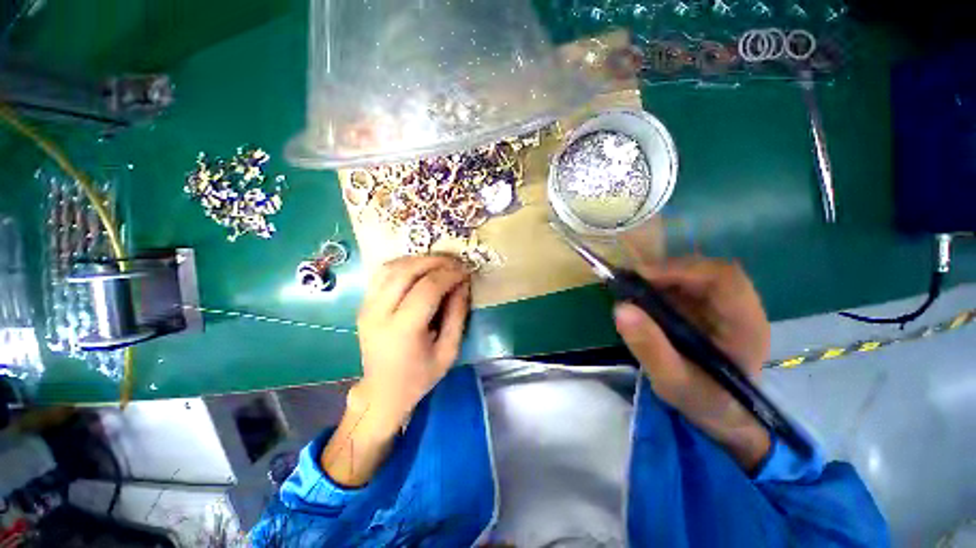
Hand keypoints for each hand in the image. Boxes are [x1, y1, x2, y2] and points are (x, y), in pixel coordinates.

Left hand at [355, 255, 470, 432]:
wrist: (382, 391)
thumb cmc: (420, 376)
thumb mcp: (449, 351)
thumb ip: (457, 315)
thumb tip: (463, 284)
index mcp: (403, 330)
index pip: (427, 289)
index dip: (449, 275)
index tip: (465, 271)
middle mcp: (379, 314)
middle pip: (407, 272)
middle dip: (435, 261)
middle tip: (455, 262)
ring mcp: (366, 307)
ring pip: (392, 267)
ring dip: (419, 260)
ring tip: (440, 263)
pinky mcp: (363, 304)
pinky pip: (382, 273)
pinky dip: (403, 264)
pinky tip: (419, 268)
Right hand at [613, 257, 771, 470]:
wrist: (721, 415)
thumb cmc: (704, 402)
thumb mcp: (673, 382)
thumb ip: (649, 348)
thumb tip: (621, 308)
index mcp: (745, 325)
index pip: (723, 278)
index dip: (682, 269)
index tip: (642, 276)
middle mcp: (739, 308)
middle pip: (706, 270)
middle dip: (665, 271)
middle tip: (630, 281)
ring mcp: (723, 306)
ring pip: (693, 273)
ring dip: (660, 277)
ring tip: (631, 288)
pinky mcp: (707, 308)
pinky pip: (683, 285)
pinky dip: (659, 285)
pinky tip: (641, 297)